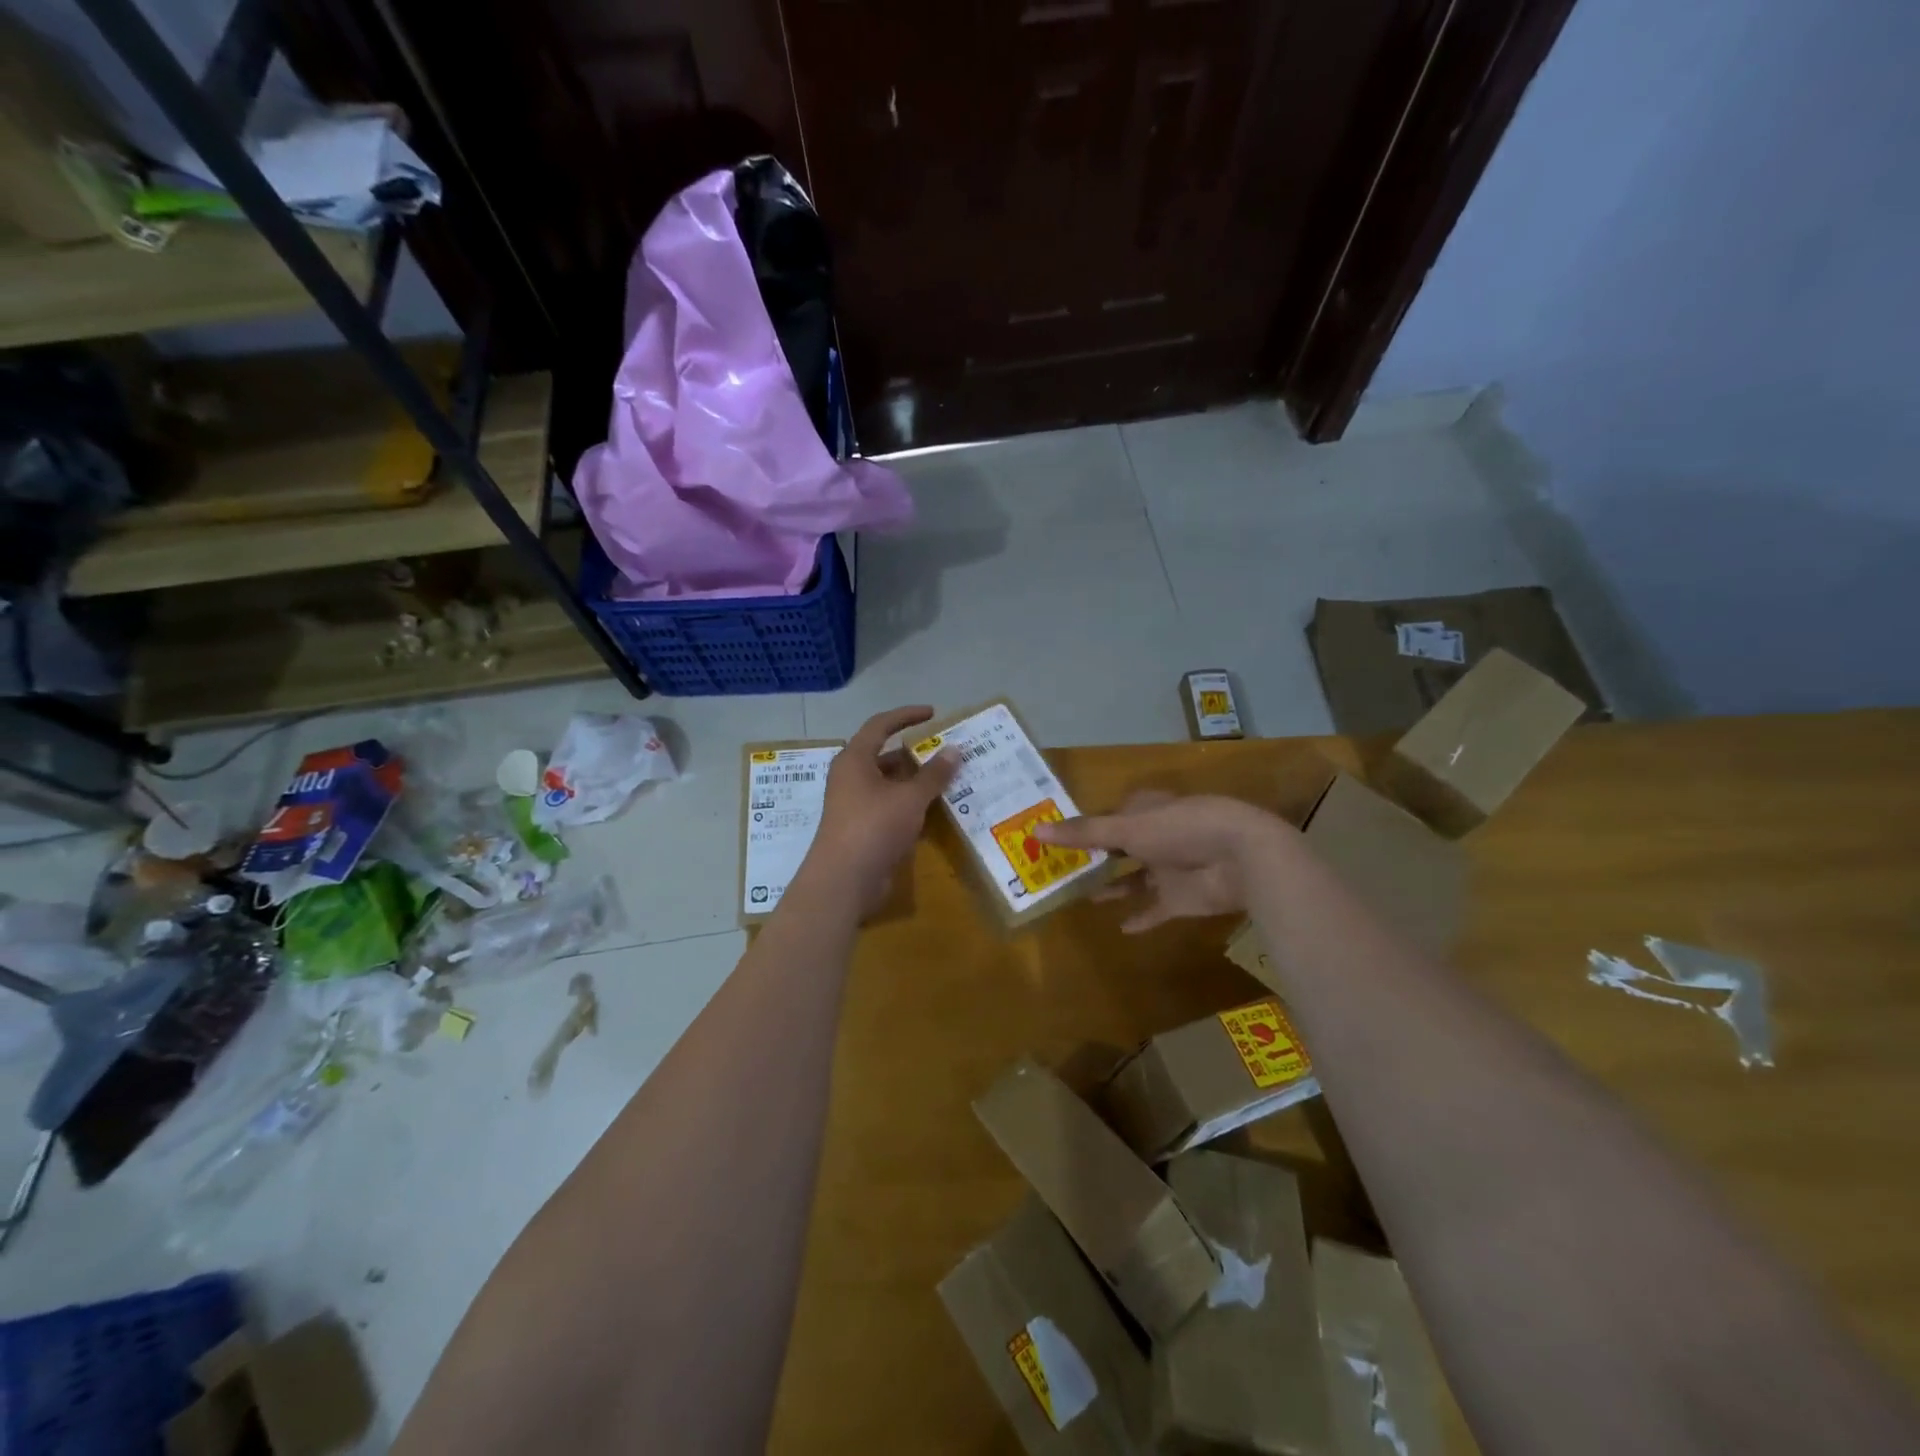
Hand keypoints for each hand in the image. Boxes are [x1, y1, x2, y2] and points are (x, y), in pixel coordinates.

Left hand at [806, 706, 957, 912]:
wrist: (843, 880)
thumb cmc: (874, 827)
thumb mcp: (910, 798)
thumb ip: (934, 774)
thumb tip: (955, 749)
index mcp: (855, 760)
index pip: (880, 725)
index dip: (906, 715)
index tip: (933, 713)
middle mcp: (850, 777)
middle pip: (884, 755)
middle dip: (915, 753)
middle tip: (945, 753)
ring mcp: (854, 804)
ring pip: (888, 783)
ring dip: (914, 781)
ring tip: (947, 780)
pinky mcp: (861, 828)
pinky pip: (889, 806)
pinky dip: (909, 804)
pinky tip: (933, 810)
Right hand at [1034, 791, 1289, 931]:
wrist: (1242, 857)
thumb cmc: (1181, 829)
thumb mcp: (1127, 828)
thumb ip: (1084, 833)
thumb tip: (1035, 831)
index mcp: (1147, 811)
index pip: (1114, 814)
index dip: (1090, 825)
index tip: (1062, 837)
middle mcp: (1157, 837)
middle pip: (1123, 847)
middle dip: (1099, 857)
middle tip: (1065, 870)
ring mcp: (1171, 869)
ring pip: (1137, 879)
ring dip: (1116, 888)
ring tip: (1086, 897)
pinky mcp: (1183, 898)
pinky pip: (1157, 909)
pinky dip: (1142, 918)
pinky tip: (1122, 929)